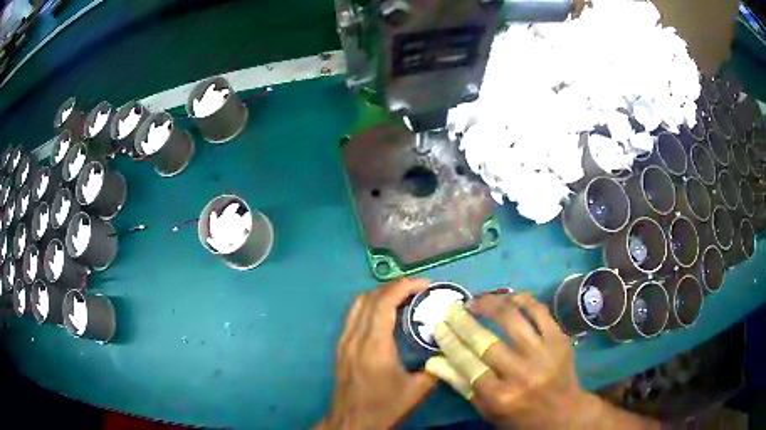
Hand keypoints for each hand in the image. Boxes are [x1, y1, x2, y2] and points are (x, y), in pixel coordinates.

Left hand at [317, 279, 436, 429]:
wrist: (350, 421)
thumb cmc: (383, 407)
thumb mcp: (416, 390)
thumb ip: (436, 367)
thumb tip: (449, 348)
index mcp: (374, 346)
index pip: (384, 302)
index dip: (404, 286)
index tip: (424, 285)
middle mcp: (355, 337)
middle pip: (369, 297)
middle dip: (394, 286)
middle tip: (418, 290)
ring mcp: (343, 340)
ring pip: (357, 303)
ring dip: (380, 294)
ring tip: (403, 297)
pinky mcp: (340, 346)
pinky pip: (353, 314)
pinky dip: (369, 305)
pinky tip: (385, 314)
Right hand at [426, 293, 659, 428]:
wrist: (563, 412)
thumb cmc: (520, 415)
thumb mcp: (487, 409)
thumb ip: (460, 384)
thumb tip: (433, 361)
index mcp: (500, 396)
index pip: (467, 363)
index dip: (450, 342)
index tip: (438, 325)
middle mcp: (521, 374)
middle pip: (486, 342)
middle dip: (463, 321)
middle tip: (452, 308)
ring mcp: (544, 353)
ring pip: (513, 319)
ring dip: (490, 304)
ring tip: (477, 300)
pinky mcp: (559, 339)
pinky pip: (539, 311)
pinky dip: (522, 299)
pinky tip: (508, 296)